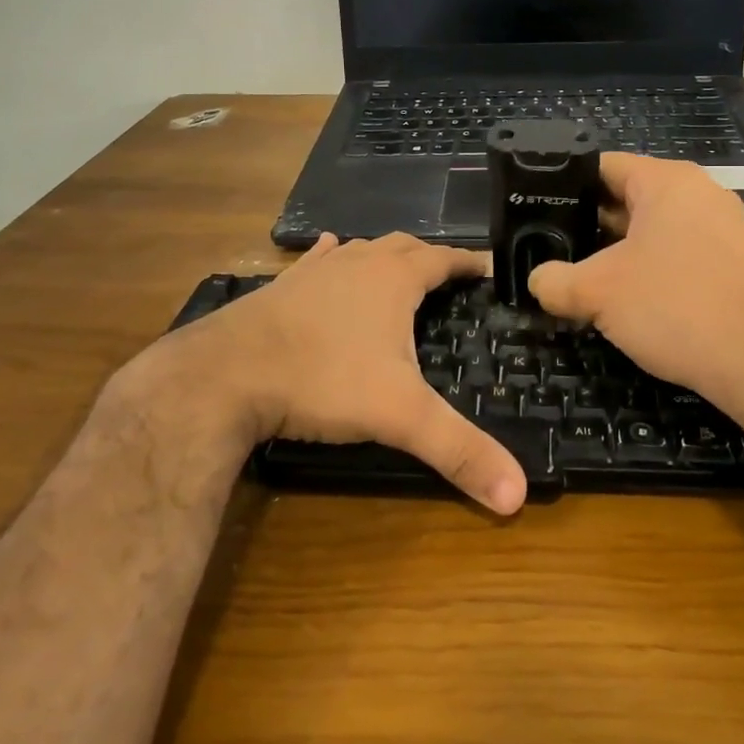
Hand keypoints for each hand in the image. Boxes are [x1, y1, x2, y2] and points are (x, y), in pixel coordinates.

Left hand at [142, 234, 526, 514]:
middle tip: (448, 275)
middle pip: (403, 246)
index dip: (468, 262)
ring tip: (398, 267)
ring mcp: (315, 271)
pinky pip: (316, 260)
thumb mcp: (400, 417)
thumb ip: (459, 451)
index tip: (487, 267)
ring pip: (360, 249)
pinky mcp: (282, 286)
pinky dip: (333, 257)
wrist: (226, 374)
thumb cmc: (323, 381)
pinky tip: (331, 254)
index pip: (443, 259)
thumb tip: (517, 497)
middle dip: (429, 256)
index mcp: (393, 279)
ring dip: (384, 255)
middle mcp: (357, 264)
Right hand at [527, 155, 743, 413]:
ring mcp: (723, 226)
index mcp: (667, 181)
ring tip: (581, 275)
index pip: (602, 166)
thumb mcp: (597, 292)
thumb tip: (536, 281)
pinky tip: (629, 298)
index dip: (563, 186)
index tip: (535, 211)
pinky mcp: (735, 261)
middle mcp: (699, 192)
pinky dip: (650, 267)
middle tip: (550, 248)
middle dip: (588, 223)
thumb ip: (554, 281)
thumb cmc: (675, 307)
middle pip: (627, 196)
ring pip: (653, 228)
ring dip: (617, 250)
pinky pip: (679, 252)